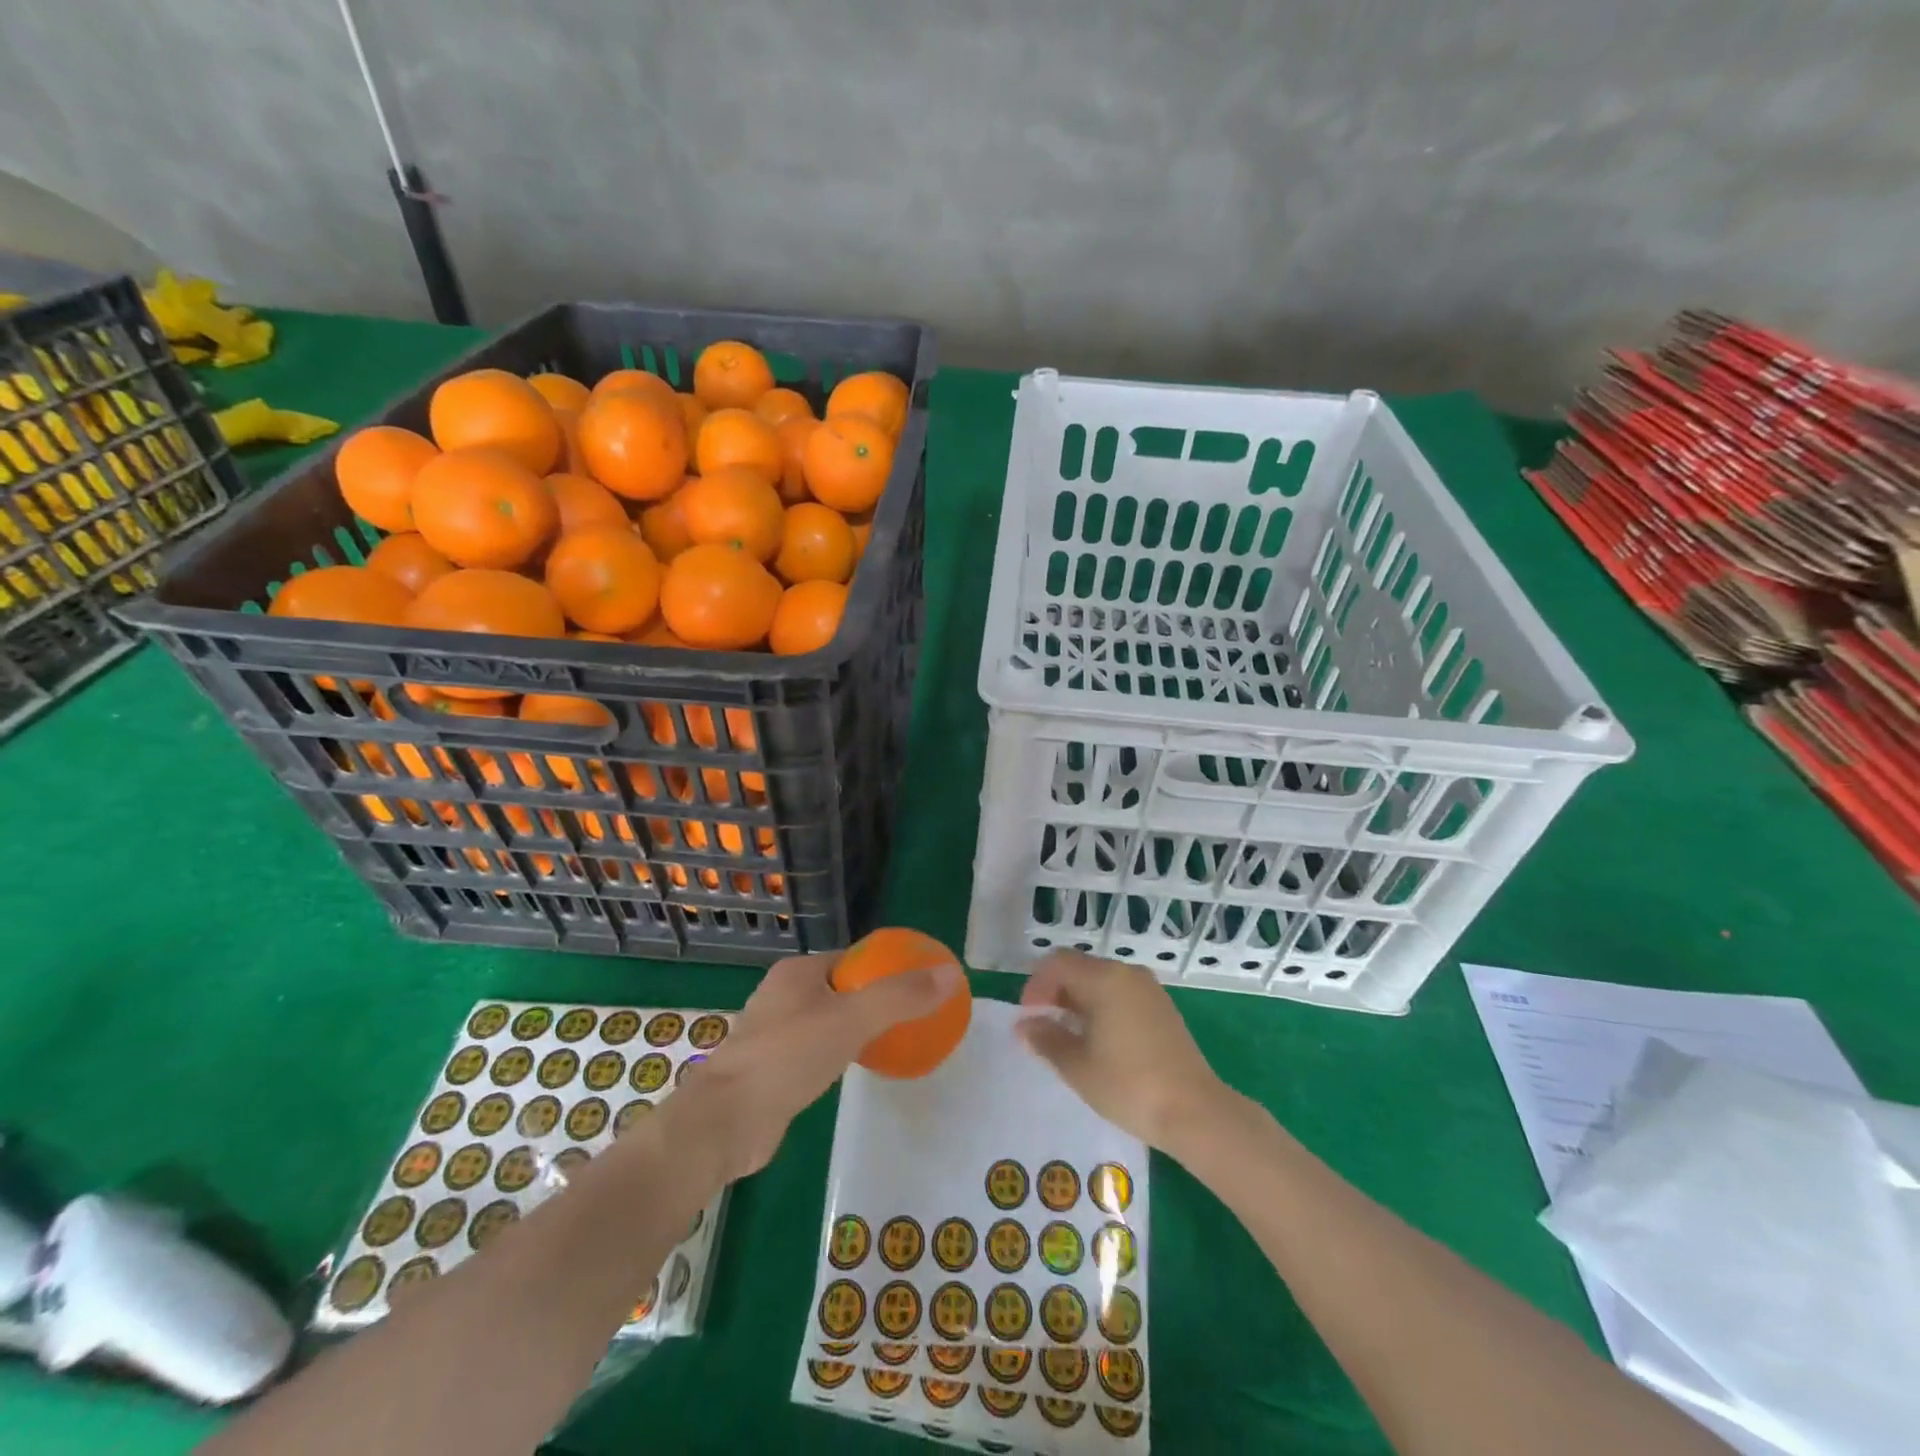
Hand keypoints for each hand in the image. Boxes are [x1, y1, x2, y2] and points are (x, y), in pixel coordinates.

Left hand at [679, 950, 964, 1178]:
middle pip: (842, 988)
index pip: (853, 959)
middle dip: (874, 1000)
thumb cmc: (788, 1057)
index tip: (918, 986)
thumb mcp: (852, 1020)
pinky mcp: (770, 1068)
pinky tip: (854, 1070)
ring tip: (892, 1042)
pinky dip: (837, 1054)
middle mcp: (783, 994)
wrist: (725, 1122)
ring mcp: (773, 1032)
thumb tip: (950, 974)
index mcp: (798, 971)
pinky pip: (815, 1050)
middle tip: (911, 1018)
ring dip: (856, 1029)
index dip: (886, 968)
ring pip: (827, 1020)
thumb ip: (900, 997)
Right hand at [1016, 950, 1233, 1154]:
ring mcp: (1149, 989)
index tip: (1028, 1018)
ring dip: (1078, 1001)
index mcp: (1104, 978)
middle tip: (1043, 1028)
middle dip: (1055, 993)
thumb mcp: (1077, 1066)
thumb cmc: (1128, 1085)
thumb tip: (1024, 1025)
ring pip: (1101, 981)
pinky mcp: (1163, 1008)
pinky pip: (1121, 994)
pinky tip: (1099, 1042)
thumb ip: (1046, 1039)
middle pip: (1080, 968)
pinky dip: (1101, 1008)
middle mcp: (1127, 973)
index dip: (1035, 985)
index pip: (1057, 963)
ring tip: (1068, 1038)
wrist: (1195, 1112)